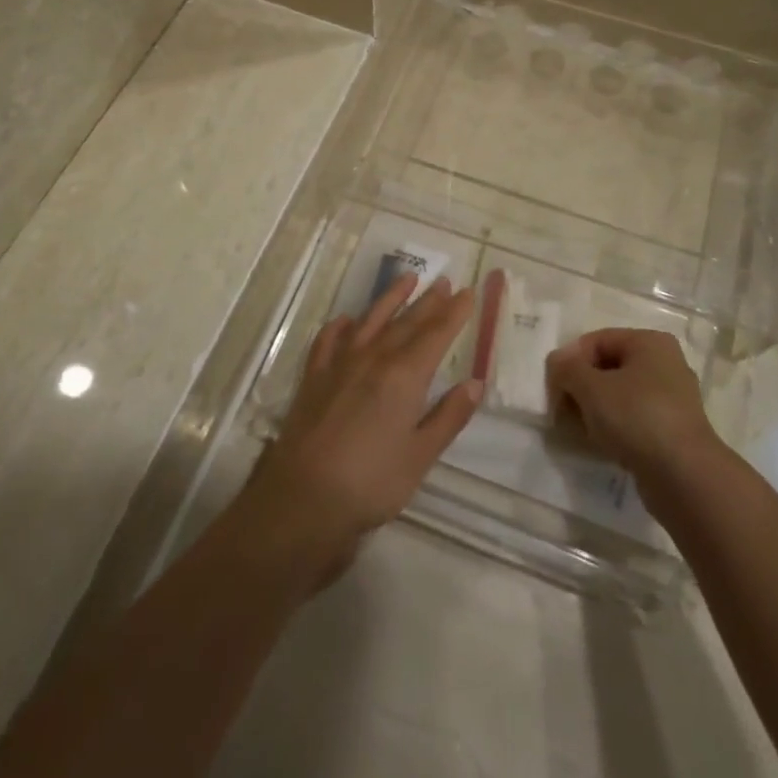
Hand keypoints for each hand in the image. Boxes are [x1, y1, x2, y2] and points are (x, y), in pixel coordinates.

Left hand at [246, 274, 479, 567]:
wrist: (303, 498)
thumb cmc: (371, 483)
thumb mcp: (420, 456)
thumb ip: (448, 416)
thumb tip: (474, 383)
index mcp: (404, 377)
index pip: (436, 335)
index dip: (454, 313)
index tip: (468, 293)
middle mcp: (373, 360)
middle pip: (406, 323)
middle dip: (429, 301)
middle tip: (445, 281)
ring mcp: (339, 365)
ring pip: (370, 321)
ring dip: (390, 299)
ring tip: (406, 278)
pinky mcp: (314, 378)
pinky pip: (328, 341)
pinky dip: (340, 326)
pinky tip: (346, 320)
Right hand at [546, 329, 723, 508]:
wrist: (684, 477)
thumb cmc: (636, 417)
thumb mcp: (591, 387)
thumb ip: (566, 368)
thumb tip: (557, 363)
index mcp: (649, 342)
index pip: (596, 341)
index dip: (570, 362)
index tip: (553, 389)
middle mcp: (665, 363)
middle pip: (608, 367)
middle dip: (581, 387)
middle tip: (562, 411)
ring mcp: (672, 399)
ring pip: (619, 395)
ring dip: (594, 409)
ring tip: (580, 430)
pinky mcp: (672, 430)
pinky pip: (633, 419)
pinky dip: (614, 427)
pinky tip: (601, 444)